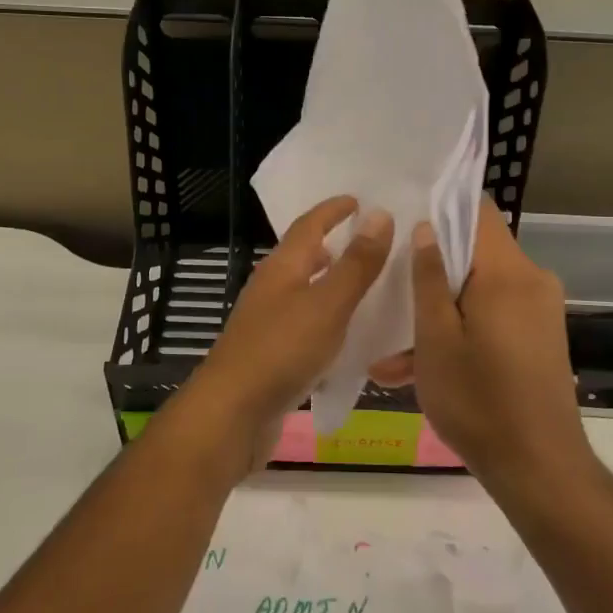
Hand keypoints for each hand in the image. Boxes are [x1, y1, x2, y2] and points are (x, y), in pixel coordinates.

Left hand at [184, 197, 392, 467]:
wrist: (233, 413)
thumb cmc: (282, 350)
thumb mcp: (328, 304)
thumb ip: (356, 264)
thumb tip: (380, 215)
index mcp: (282, 267)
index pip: (308, 225)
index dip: (333, 210)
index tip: (359, 200)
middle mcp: (271, 288)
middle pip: (302, 255)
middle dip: (332, 243)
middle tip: (367, 240)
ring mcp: (267, 321)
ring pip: (303, 289)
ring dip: (330, 280)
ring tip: (362, 283)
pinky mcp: (271, 352)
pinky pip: (304, 322)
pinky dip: (327, 316)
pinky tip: (345, 333)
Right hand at [403, 200, 592, 489]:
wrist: (539, 469)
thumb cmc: (478, 400)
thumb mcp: (436, 338)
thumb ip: (429, 277)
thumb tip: (425, 227)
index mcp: (508, 272)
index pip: (478, 211)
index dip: (440, 206)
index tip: (403, 216)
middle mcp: (531, 281)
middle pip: (475, 252)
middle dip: (431, 271)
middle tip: (387, 285)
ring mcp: (539, 311)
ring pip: (479, 291)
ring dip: (439, 313)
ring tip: (391, 352)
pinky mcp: (539, 338)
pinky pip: (492, 317)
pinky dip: (461, 333)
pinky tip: (418, 369)